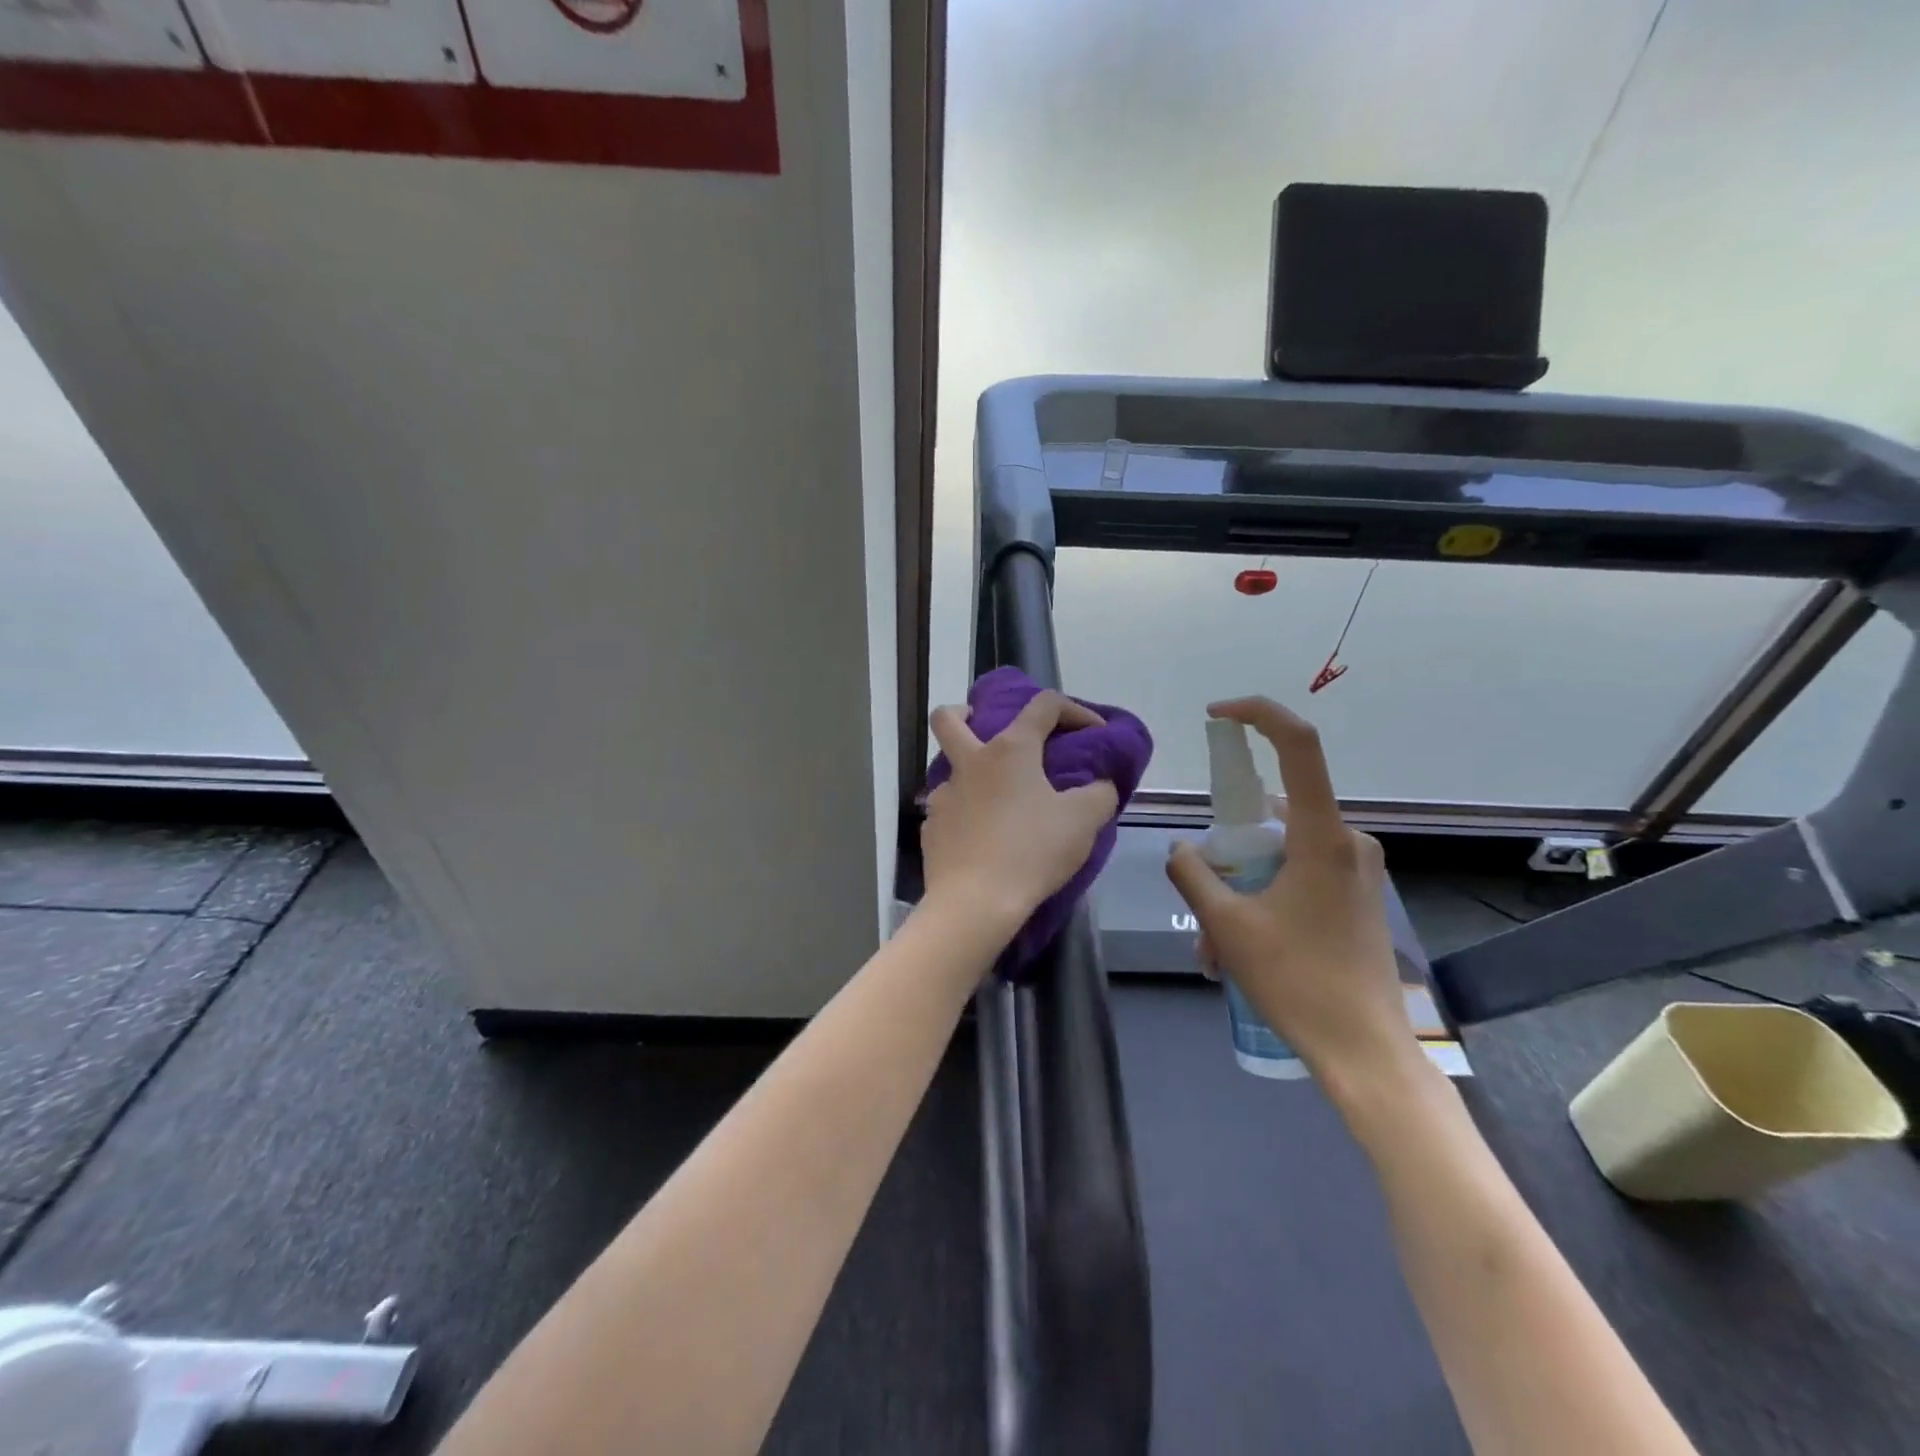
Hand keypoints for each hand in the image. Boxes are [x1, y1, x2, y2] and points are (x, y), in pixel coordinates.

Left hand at [922, 691, 1118, 930]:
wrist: (975, 902)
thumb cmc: (1032, 851)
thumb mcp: (1084, 820)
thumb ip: (1100, 793)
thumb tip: (1099, 785)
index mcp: (1010, 750)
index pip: (1044, 705)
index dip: (1075, 709)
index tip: (1096, 732)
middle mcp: (970, 763)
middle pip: (948, 719)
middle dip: (964, 712)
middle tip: (985, 727)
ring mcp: (944, 796)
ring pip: (949, 768)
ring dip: (971, 773)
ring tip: (999, 799)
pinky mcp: (931, 828)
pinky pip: (949, 810)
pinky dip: (967, 814)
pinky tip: (984, 837)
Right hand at [1165, 696, 1416, 1089]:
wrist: (1366, 1051)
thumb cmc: (1297, 981)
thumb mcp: (1227, 926)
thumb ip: (1193, 874)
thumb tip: (1181, 850)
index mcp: (1322, 836)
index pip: (1298, 746)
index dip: (1258, 715)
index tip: (1218, 715)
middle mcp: (1347, 840)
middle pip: (1275, 814)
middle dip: (1230, 852)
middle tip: (1203, 902)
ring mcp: (1357, 869)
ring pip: (1282, 853)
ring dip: (1243, 887)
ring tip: (1216, 948)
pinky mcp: (1357, 895)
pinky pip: (1300, 875)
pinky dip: (1265, 898)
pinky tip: (1243, 950)